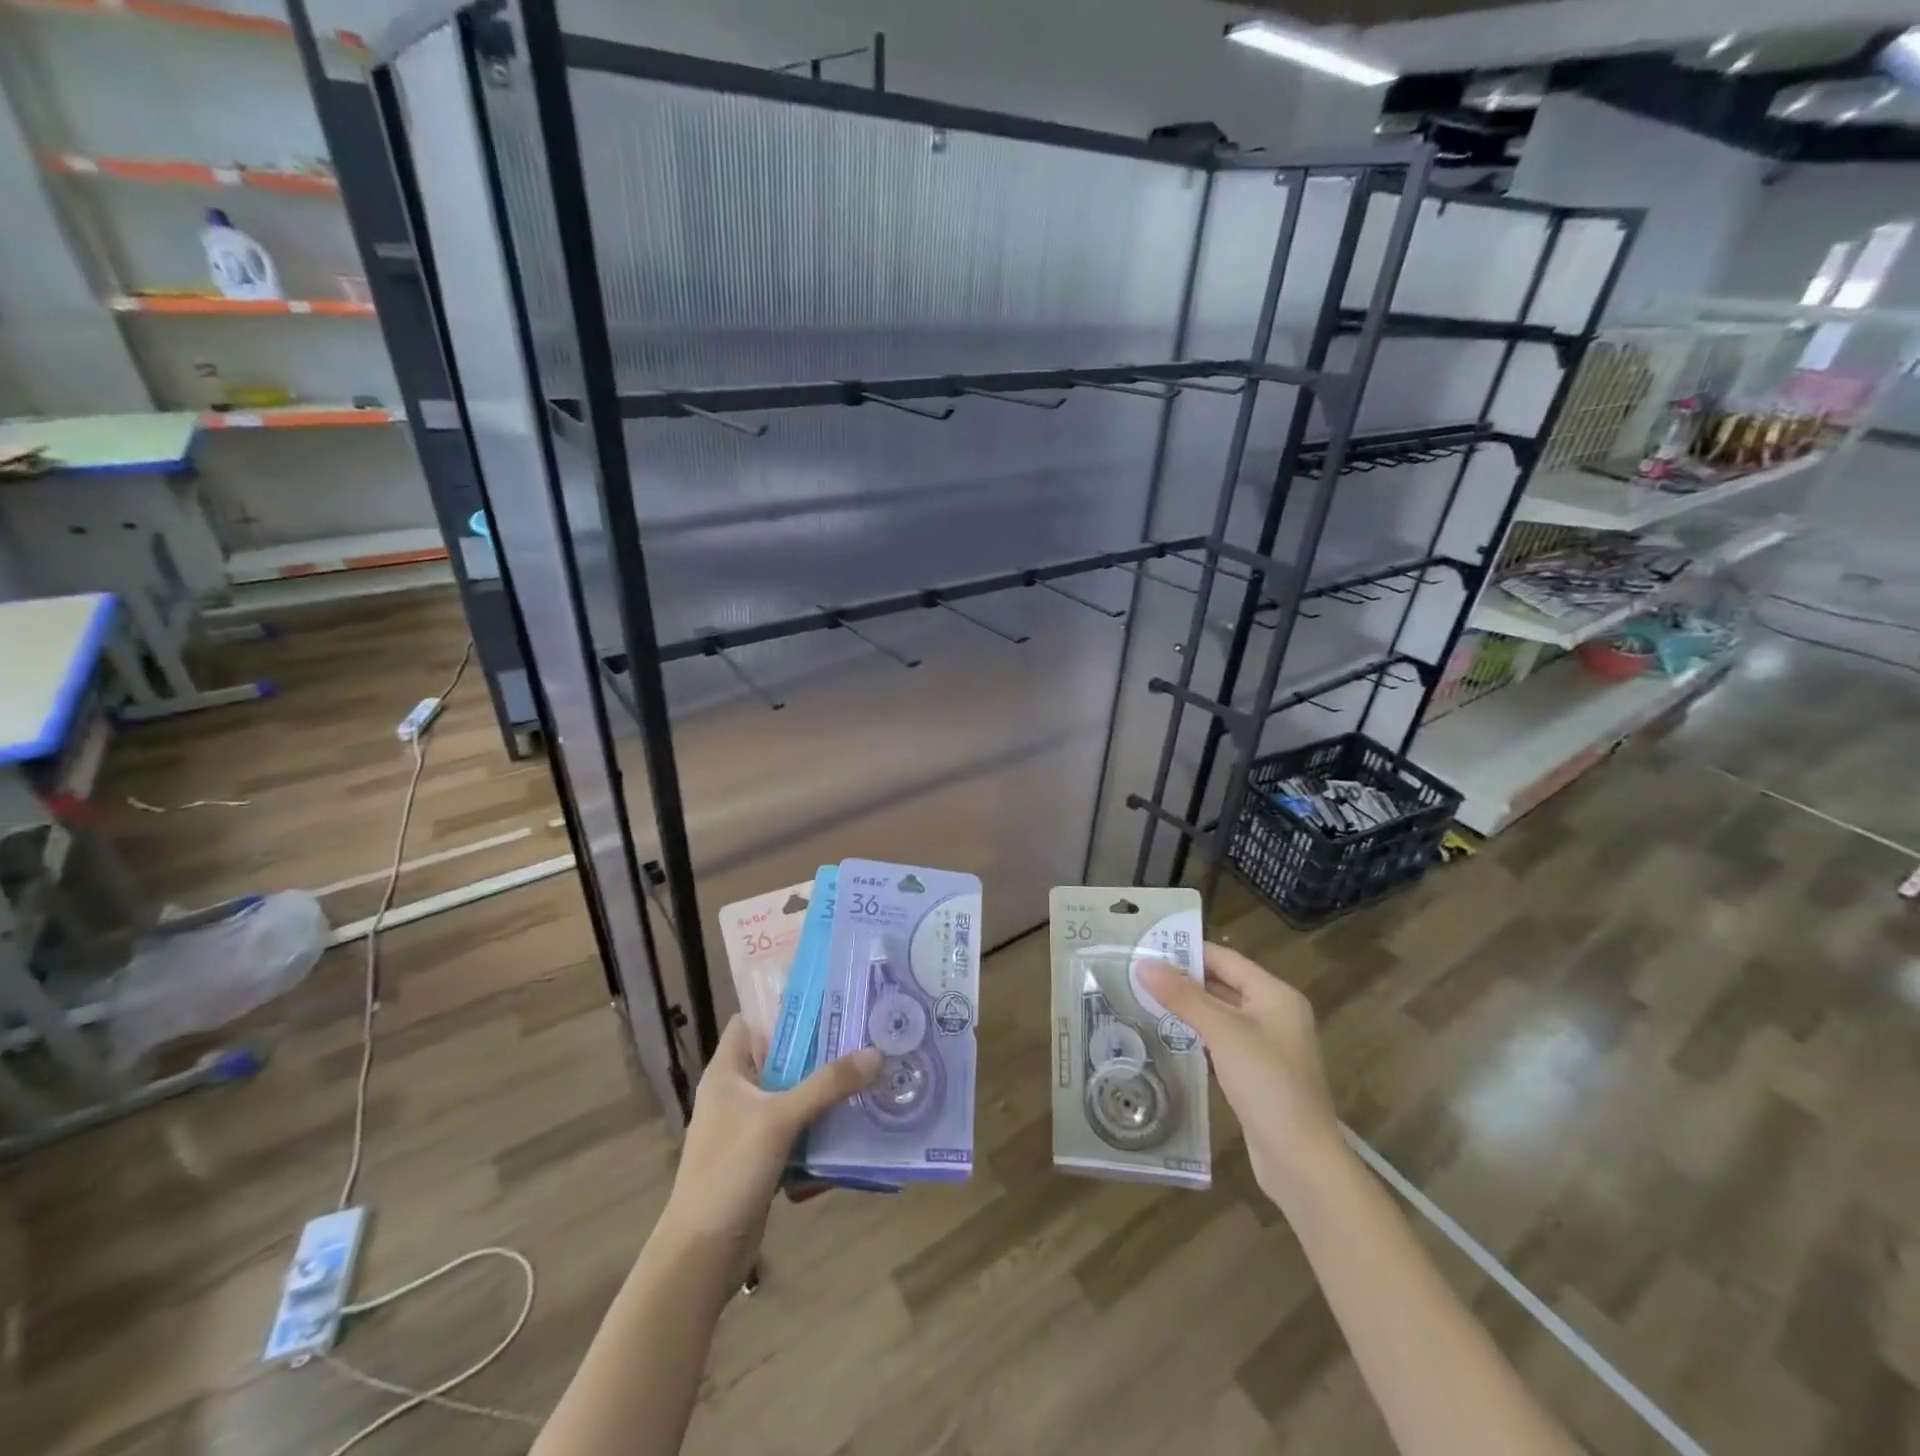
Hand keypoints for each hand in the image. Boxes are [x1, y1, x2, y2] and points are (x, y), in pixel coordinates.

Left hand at [657, 1017, 880, 1266]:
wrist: (701, 1255)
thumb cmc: (729, 1171)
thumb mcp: (780, 1119)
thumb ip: (827, 1085)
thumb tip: (875, 1052)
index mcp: (726, 1072)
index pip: (750, 1021)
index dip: (783, 1006)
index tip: (826, 996)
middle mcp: (735, 1093)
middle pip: (779, 1056)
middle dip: (817, 1047)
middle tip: (861, 1032)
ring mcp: (748, 1127)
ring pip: (791, 1094)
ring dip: (822, 1087)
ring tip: (867, 1069)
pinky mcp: (762, 1157)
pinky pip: (796, 1128)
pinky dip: (819, 1122)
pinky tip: (853, 1118)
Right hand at [1138, 942, 1343, 1207]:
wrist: (1300, 1161)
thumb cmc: (1267, 1083)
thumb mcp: (1222, 1032)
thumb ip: (1182, 996)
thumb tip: (1143, 963)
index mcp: (1276, 995)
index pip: (1225, 959)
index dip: (1188, 951)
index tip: (1147, 946)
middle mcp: (1274, 1015)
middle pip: (1222, 986)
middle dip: (1182, 981)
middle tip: (1137, 974)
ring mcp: (1266, 1047)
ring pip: (1218, 1016)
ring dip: (1185, 1010)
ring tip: (1141, 1000)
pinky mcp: (1255, 1076)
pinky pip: (1219, 1044)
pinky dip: (1195, 1038)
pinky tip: (1165, 1038)